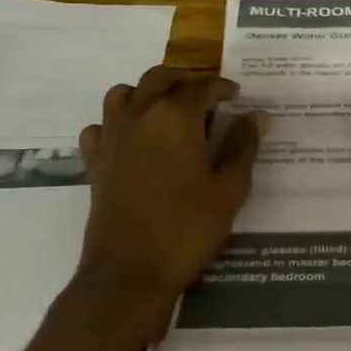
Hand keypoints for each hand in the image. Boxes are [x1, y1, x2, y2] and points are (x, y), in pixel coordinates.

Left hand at [72, 66, 264, 343]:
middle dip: (186, 83)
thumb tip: (255, 116)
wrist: (128, 273)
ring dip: (147, 94)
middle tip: (207, 102)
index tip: (237, 97)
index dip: (223, 88)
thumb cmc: (187, 228)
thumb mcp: (229, 188)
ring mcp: (111, 137)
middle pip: (160, 78)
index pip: (203, 87)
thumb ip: (243, 146)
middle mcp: (139, 115)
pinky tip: (133, 142)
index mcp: (175, 117)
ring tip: (168, 114)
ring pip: (124, 93)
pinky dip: (116, 124)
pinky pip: (100, 127)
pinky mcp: (94, 162)